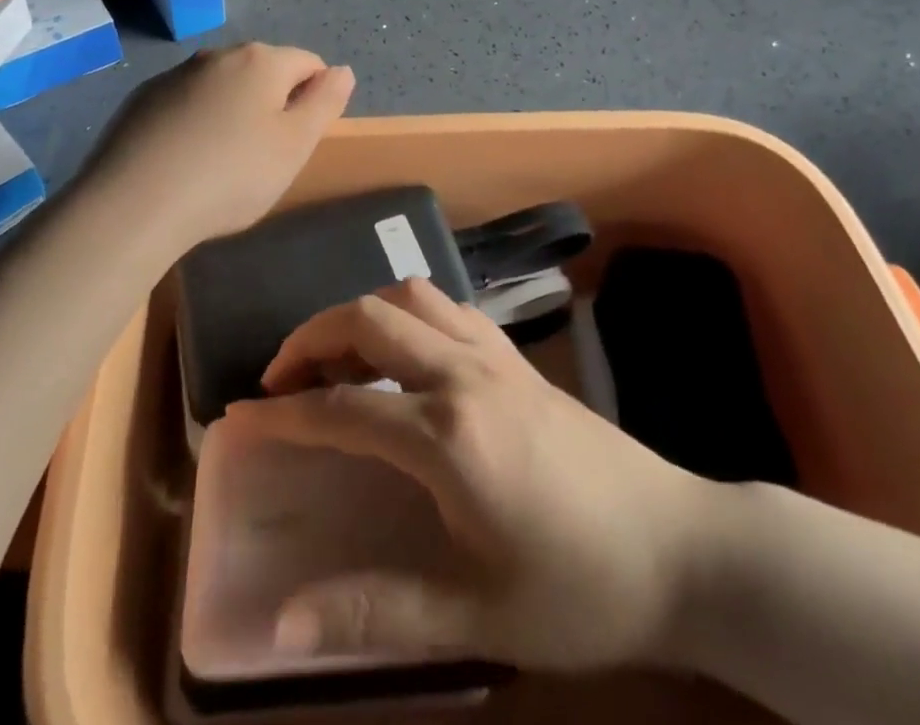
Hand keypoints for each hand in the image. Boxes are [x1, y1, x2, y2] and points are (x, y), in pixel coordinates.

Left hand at [78, 43, 353, 249]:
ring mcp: (175, 75)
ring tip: (222, 163)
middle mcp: (218, 55)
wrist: (133, 205)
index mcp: (261, 61)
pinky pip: (186, 103)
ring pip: (223, 86)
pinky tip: (185, 162)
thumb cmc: (230, 176)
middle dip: (273, 103)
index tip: (300, 141)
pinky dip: (196, 122)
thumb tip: (342, 71)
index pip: (309, 63)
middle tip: (265, 157)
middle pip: (264, 71)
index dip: (316, 99)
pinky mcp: (142, 99)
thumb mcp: (295, 146)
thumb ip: (325, 103)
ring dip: (234, 112)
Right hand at [226, 278, 721, 671]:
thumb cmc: (578, 588)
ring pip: (410, 295)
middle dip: (311, 337)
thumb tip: (282, 622)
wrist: (679, 546)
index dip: (282, 413)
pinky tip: (404, 355)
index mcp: (447, 435)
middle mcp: (464, 374)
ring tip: (336, 357)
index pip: (341, 408)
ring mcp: (495, 355)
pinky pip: (448, 307)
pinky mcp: (518, 355)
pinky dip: (408, 313)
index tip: (239, 418)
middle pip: (368, 319)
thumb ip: (376, 612)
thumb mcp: (476, 617)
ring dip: (360, 313)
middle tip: (280, 376)